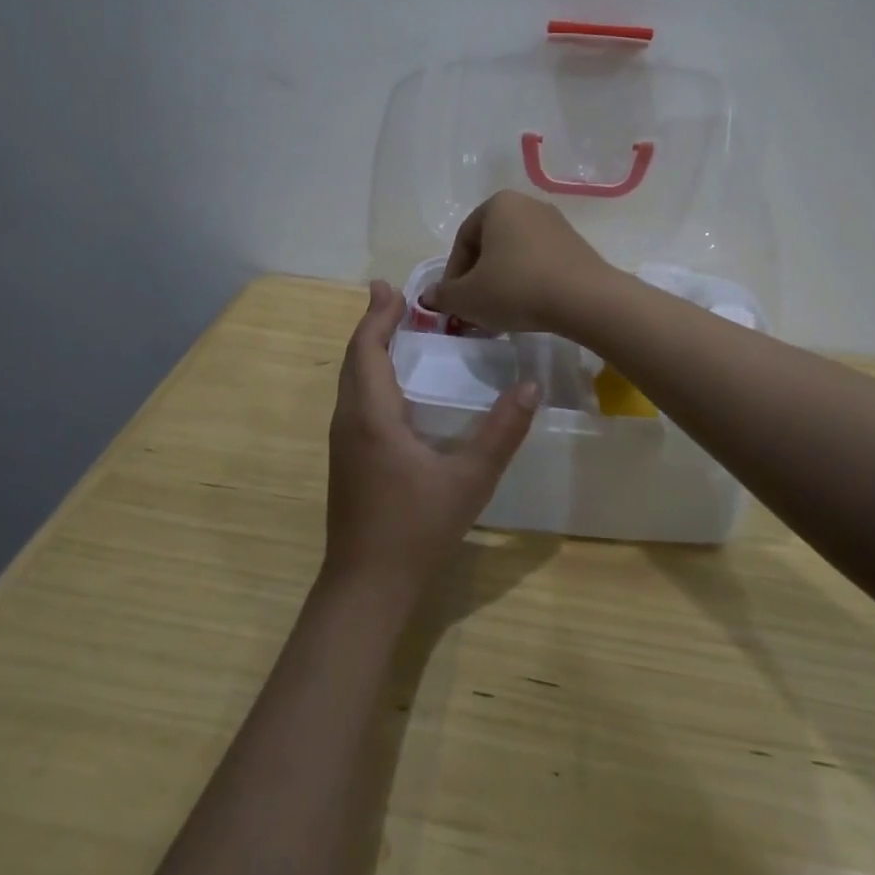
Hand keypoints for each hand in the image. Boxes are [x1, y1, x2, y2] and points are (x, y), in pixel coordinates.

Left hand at [324, 280, 539, 599]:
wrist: (367, 588)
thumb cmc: (416, 530)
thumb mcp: (469, 480)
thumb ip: (501, 432)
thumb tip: (531, 385)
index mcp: (371, 416)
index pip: (367, 350)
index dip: (377, 315)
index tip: (390, 286)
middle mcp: (349, 422)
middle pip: (354, 360)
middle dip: (372, 324)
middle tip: (395, 297)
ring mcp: (343, 443)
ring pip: (351, 381)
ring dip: (368, 349)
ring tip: (395, 330)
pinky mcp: (347, 461)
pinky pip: (355, 401)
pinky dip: (370, 376)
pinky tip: (394, 386)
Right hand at [425, 190, 616, 334]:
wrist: (585, 299)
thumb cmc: (516, 289)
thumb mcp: (468, 298)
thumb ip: (444, 295)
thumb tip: (429, 296)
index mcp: (498, 204)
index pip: (463, 241)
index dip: (453, 275)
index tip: (454, 303)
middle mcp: (527, 204)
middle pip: (490, 246)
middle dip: (478, 278)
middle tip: (475, 309)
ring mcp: (556, 223)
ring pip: (515, 255)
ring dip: (502, 282)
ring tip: (501, 313)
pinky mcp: (576, 245)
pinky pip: (540, 262)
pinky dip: (528, 281)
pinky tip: (529, 307)